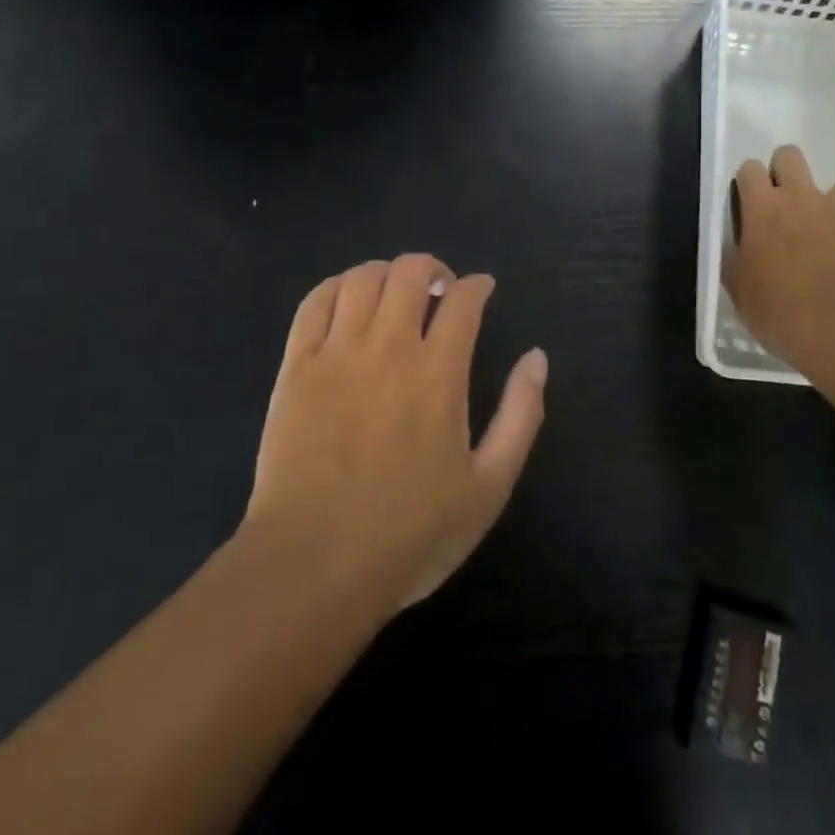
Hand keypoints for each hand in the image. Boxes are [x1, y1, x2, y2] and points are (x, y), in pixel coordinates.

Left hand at [243, 255, 547, 619]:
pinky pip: (315, 302)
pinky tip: (347, 298)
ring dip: (387, 272)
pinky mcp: (296, 366)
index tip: (482, 289)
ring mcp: (337, 352)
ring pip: (363, 277)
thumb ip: (520, 415)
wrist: (314, 565)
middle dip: (433, 268)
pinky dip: (337, 286)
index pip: (463, 300)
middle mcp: (389, 346)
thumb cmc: (410, 533)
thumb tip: (537, 357)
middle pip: (411, 272)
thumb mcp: (488, 487)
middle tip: (441, 289)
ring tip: (395, 291)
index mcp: (439, 372)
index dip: (478, 285)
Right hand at [722, 145, 834, 370]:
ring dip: (827, 208)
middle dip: (785, 171)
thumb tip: (738, 249)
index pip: (749, 169)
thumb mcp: (740, 290)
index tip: (748, 203)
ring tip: (826, 242)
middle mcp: (803, 197)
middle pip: (790, 156)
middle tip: (784, 206)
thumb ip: (736, 260)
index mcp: (763, 209)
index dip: (748, 182)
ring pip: (834, 190)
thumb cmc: (781, 311)